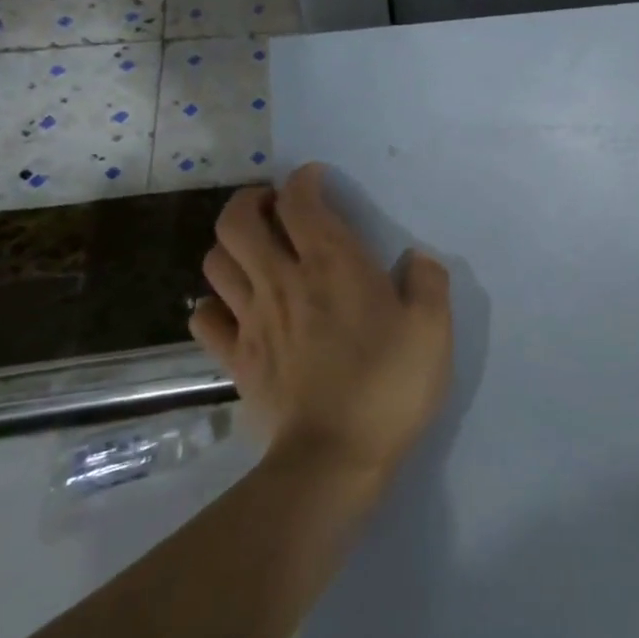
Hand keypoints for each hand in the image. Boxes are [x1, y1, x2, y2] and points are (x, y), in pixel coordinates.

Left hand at [190, 164, 452, 479]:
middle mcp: (283, 281)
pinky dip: (214, 302)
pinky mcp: (236, 359)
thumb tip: (416, 259)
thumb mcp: (433, 328)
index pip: (300, 200)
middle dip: (252, 201)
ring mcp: (251, 321)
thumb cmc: (390, 384)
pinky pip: (205, 318)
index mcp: (332, 264)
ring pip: (216, 262)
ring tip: (255, 250)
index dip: (305, 180)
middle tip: (276, 206)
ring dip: (230, 244)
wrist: (335, 458)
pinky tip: (236, 306)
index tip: (318, 179)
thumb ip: (428, 282)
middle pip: (238, 221)